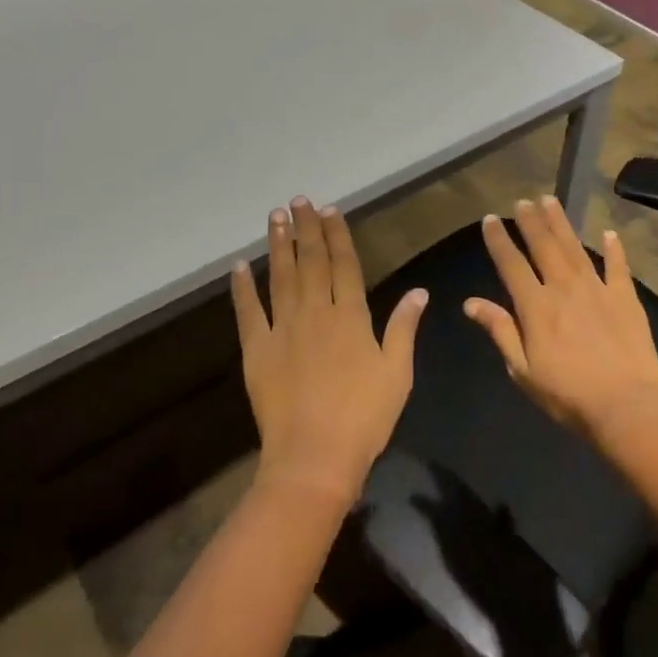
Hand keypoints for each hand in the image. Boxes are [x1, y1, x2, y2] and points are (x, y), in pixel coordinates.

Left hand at [230, 198, 427, 502]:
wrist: (315, 456)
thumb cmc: (365, 416)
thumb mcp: (397, 372)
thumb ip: (404, 327)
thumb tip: (419, 291)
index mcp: (351, 317)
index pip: (344, 264)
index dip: (338, 235)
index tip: (330, 210)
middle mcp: (316, 313)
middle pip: (311, 262)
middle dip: (306, 229)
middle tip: (299, 200)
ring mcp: (283, 329)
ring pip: (281, 277)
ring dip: (278, 245)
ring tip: (275, 216)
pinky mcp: (257, 350)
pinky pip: (248, 312)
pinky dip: (242, 288)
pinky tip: (238, 266)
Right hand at [464, 196, 657, 437]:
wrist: (626, 406)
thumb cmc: (567, 395)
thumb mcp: (523, 370)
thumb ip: (500, 331)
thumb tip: (471, 303)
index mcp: (536, 306)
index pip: (511, 264)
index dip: (499, 240)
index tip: (490, 220)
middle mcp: (564, 287)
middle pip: (544, 246)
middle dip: (530, 221)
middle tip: (522, 201)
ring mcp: (597, 289)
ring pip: (575, 247)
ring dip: (561, 223)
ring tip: (550, 201)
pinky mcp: (625, 297)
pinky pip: (618, 266)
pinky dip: (614, 249)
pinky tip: (610, 233)